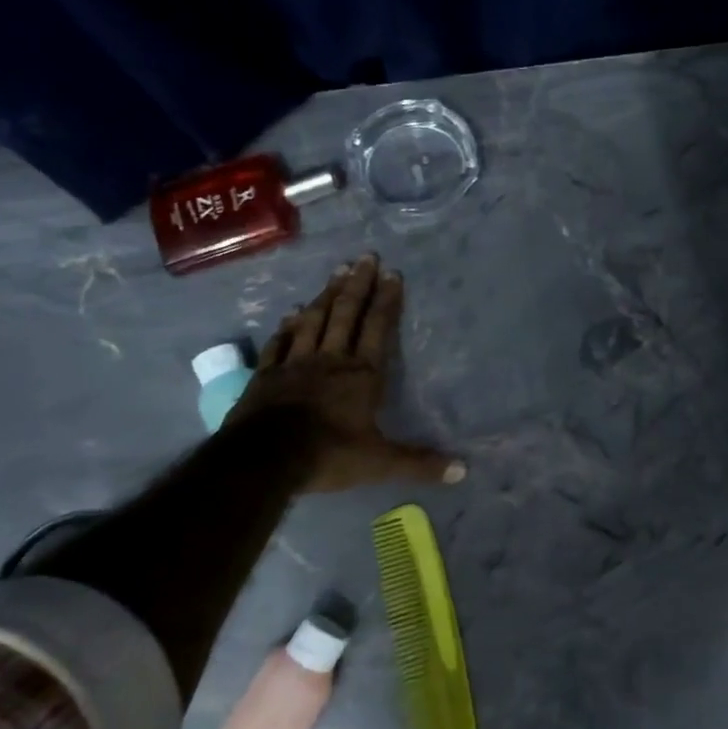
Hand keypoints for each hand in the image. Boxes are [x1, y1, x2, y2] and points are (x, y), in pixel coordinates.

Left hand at [226, 254, 462, 492]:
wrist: (264, 461)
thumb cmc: (328, 455)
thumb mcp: (380, 463)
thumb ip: (420, 463)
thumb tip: (464, 471)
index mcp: (362, 375)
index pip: (378, 329)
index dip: (386, 301)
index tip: (392, 274)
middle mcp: (331, 360)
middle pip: (346, 314)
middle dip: (358, 285)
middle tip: (365, 257)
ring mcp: (295, 364)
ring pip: (314, 321)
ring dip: (326, 295)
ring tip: (336, 272)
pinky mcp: (266, 375)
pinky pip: (280, 343)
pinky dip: (287, 326)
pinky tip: (291, 313)